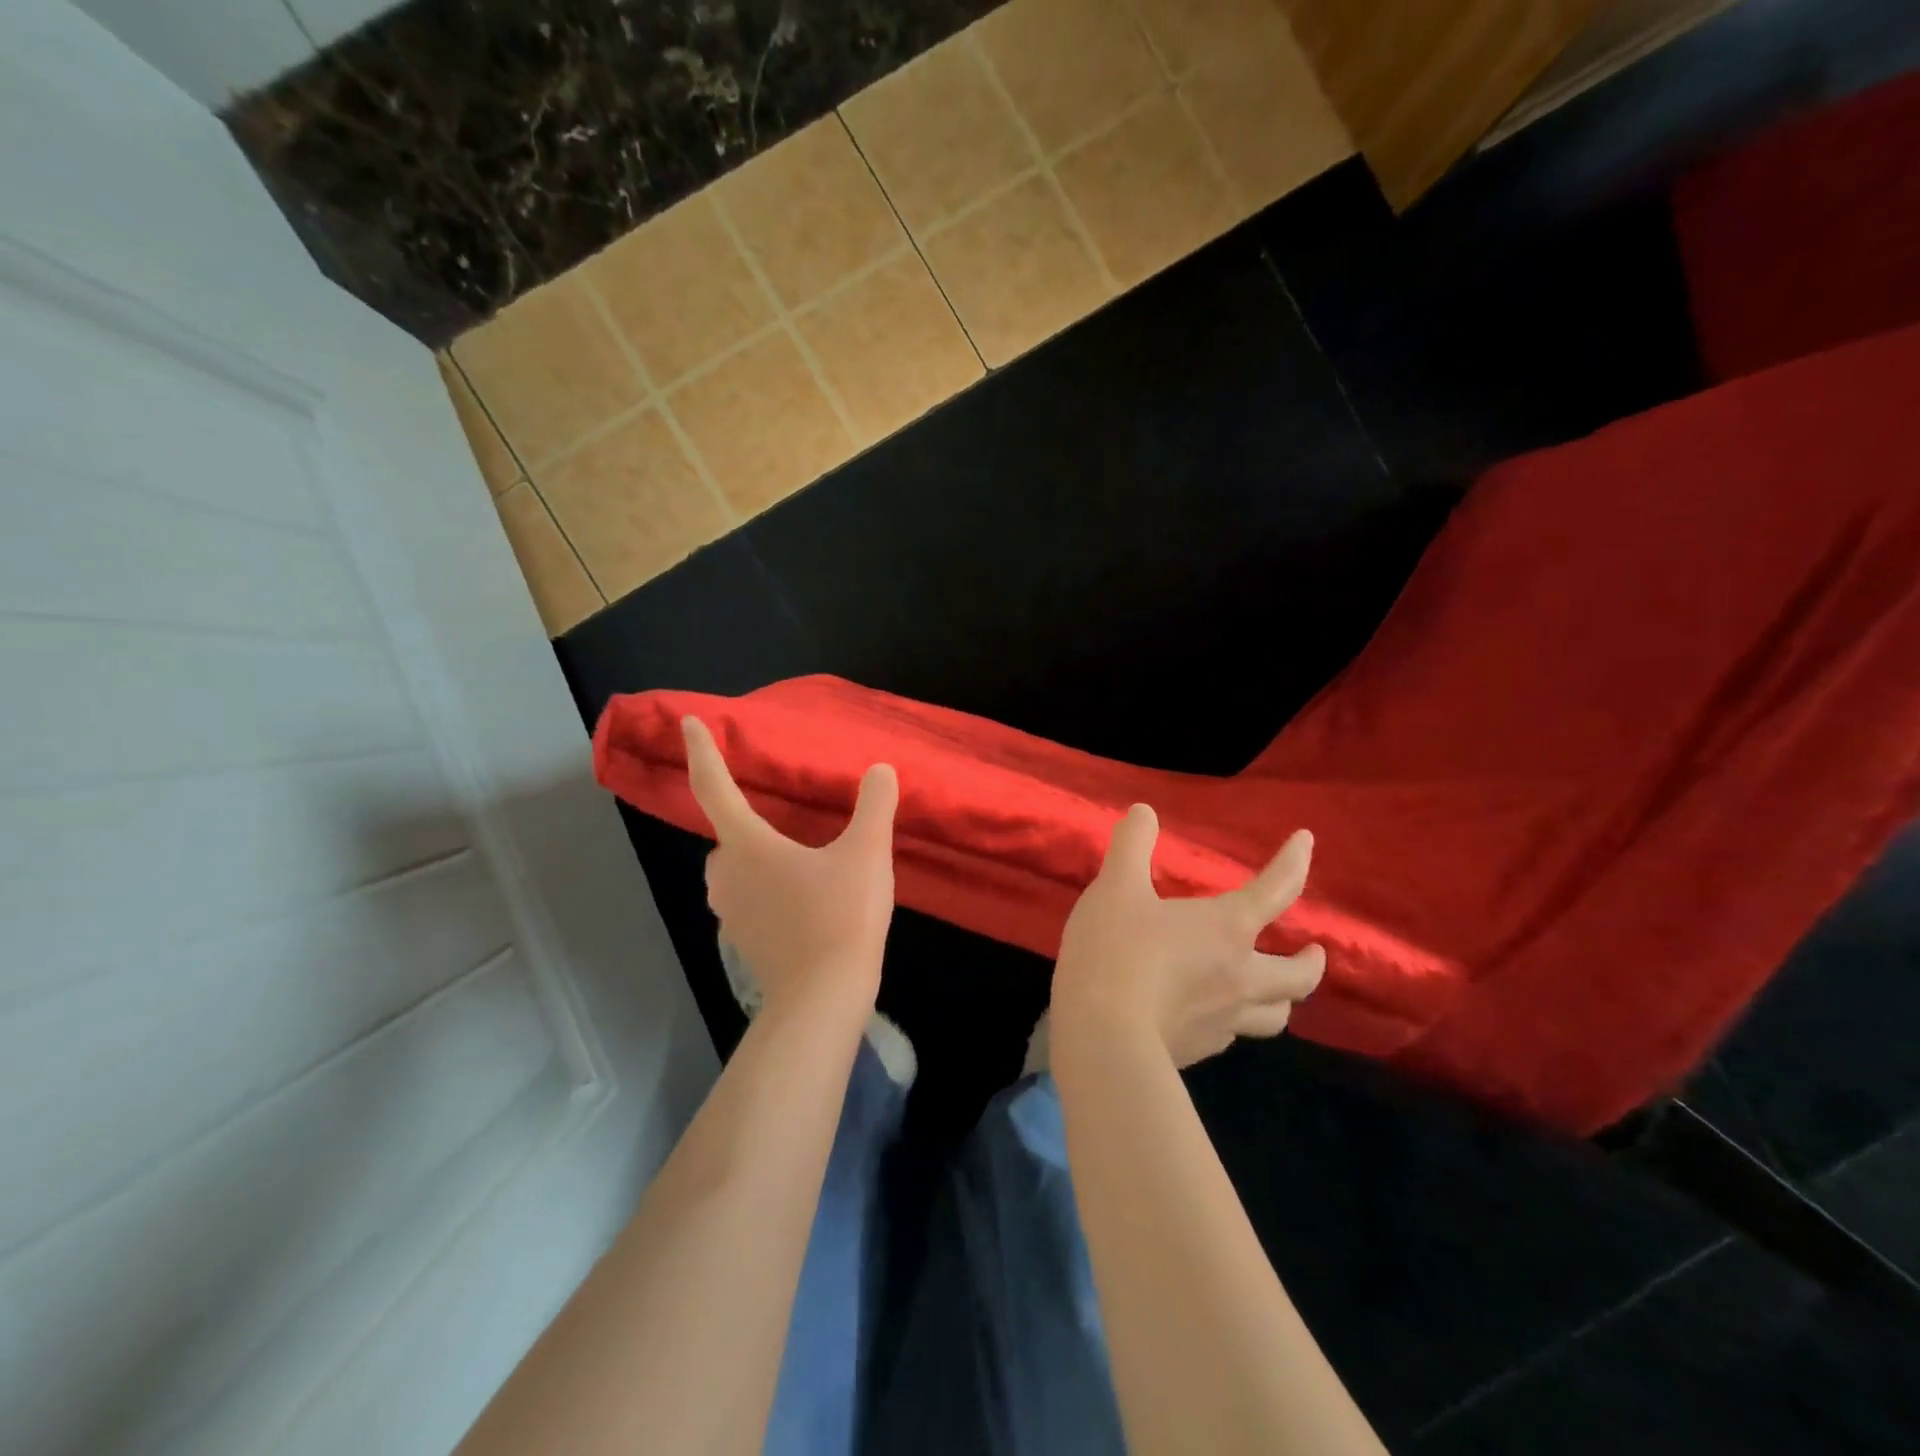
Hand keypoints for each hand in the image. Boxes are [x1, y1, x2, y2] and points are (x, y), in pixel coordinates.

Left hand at [682, 716, 897, 1015]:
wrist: (824, 999)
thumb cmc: (839, 916)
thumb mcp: (867, 853)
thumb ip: (874, 806)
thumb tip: (880, 771)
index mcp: (748, 845)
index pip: (715, 787)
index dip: (702, 752)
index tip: (688, 724)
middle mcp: (728, 875)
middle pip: (725, 835)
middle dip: (741, 818)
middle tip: (775, 811)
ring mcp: (733, 914)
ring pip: (733, 870)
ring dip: (753, 856)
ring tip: (792, 854)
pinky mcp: (746, 942)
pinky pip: (747, 900)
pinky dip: (765, 888)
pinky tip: (800, 896)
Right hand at [1050, 805, 1324, 1068]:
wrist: (1103, 1037)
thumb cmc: (1116, 952)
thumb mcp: (1115, 887)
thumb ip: (1131, 846)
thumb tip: (1144, 813)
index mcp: (1226, 930)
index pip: (1275, 890)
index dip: (1294, 862)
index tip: (1306, 841)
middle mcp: (1239, 976)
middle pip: (1298, 977)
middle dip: (1311, 962)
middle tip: (1314, 952)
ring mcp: (1223, 1021)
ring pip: (1274, 1016)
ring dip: (1283, 1000)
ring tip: (1275, 992)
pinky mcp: (1199, 1050)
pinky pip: (1232, 1035)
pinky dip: (1235, 1021)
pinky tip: (1214, 1017)